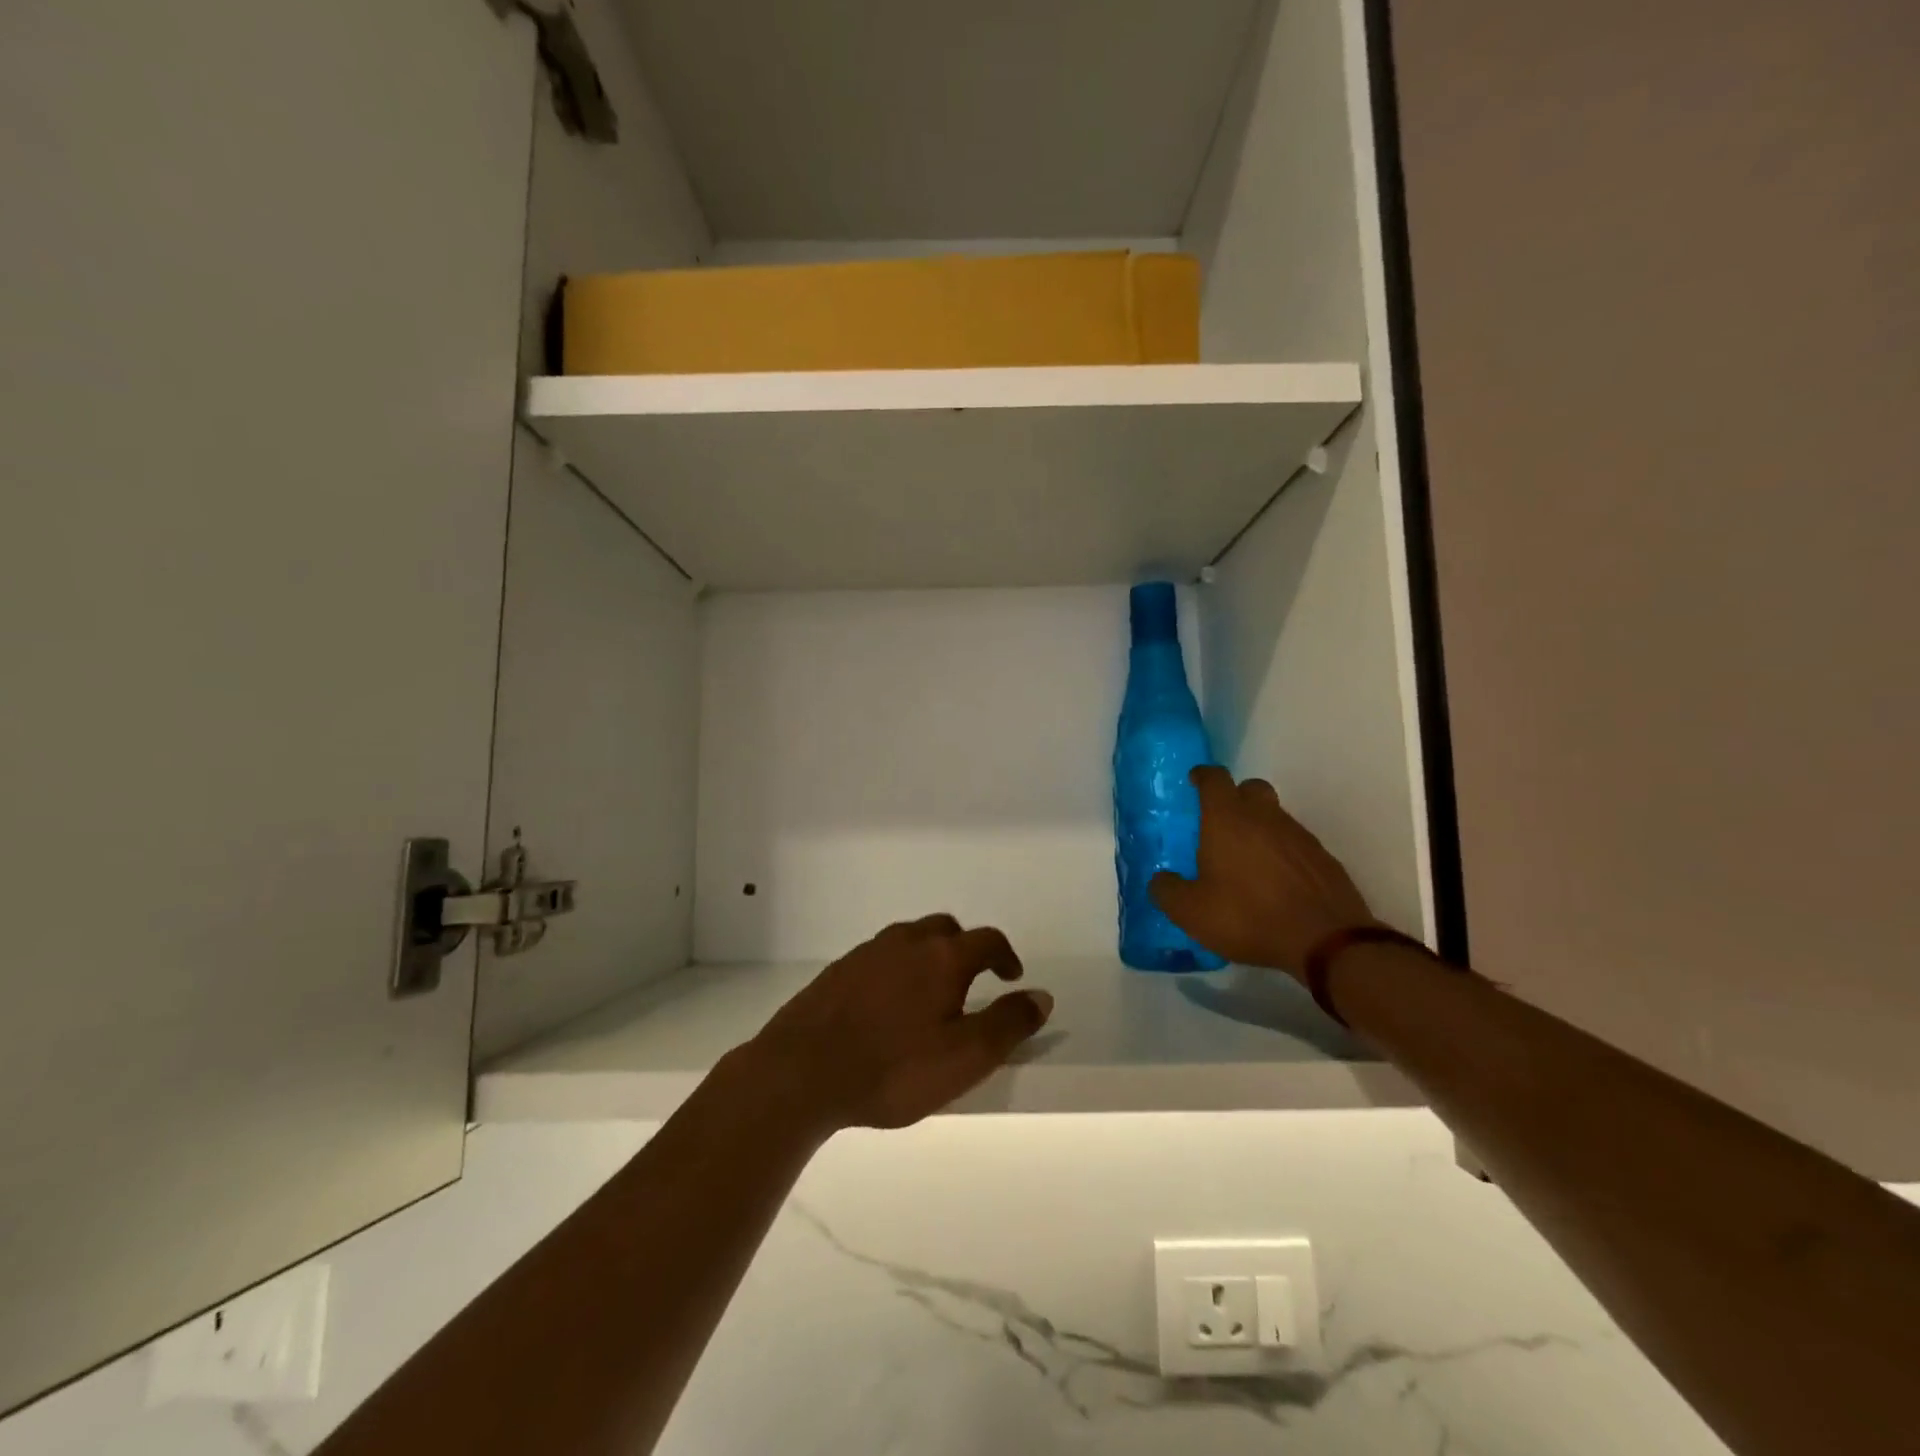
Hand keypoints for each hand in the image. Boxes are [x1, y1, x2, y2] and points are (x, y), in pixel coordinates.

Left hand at [742, 915, 1052, 1132]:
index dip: (1005, 956)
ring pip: (909, 939)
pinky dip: (896, 970)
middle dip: (965, 949)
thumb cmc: (894, 1067)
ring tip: (930, 995)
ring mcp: (867, 952)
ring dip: (928, 957)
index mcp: (942, 956)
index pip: (987, 940)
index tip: (1012, 977)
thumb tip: (1041, 996)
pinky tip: (887, 1005)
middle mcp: (906, 941)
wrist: (801, 1071)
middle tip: (971, 982)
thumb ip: (1008, 1024)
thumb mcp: (965, 1057)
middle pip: (946, 930)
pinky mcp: (838, 970)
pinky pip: (880, 958)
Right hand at [1150, 766, 1379, 975]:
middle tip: (1220, 821)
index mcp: (1227, 819)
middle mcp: (1265, 817)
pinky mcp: (1323, 859)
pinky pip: (1296, 844)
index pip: (1214, 779)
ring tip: (1246, 860)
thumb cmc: (1248, 916)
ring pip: (1275, 816)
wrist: (1325, 941)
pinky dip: (1282, 853)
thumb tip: (1160, 880)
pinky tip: (1275, 882)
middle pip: (1251, 788)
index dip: (1202, 776)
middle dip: (1235, 796)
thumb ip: (1167, 891)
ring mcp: (1299, 836)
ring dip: (1260, 827)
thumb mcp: (1191, 911)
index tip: (1194, 781)